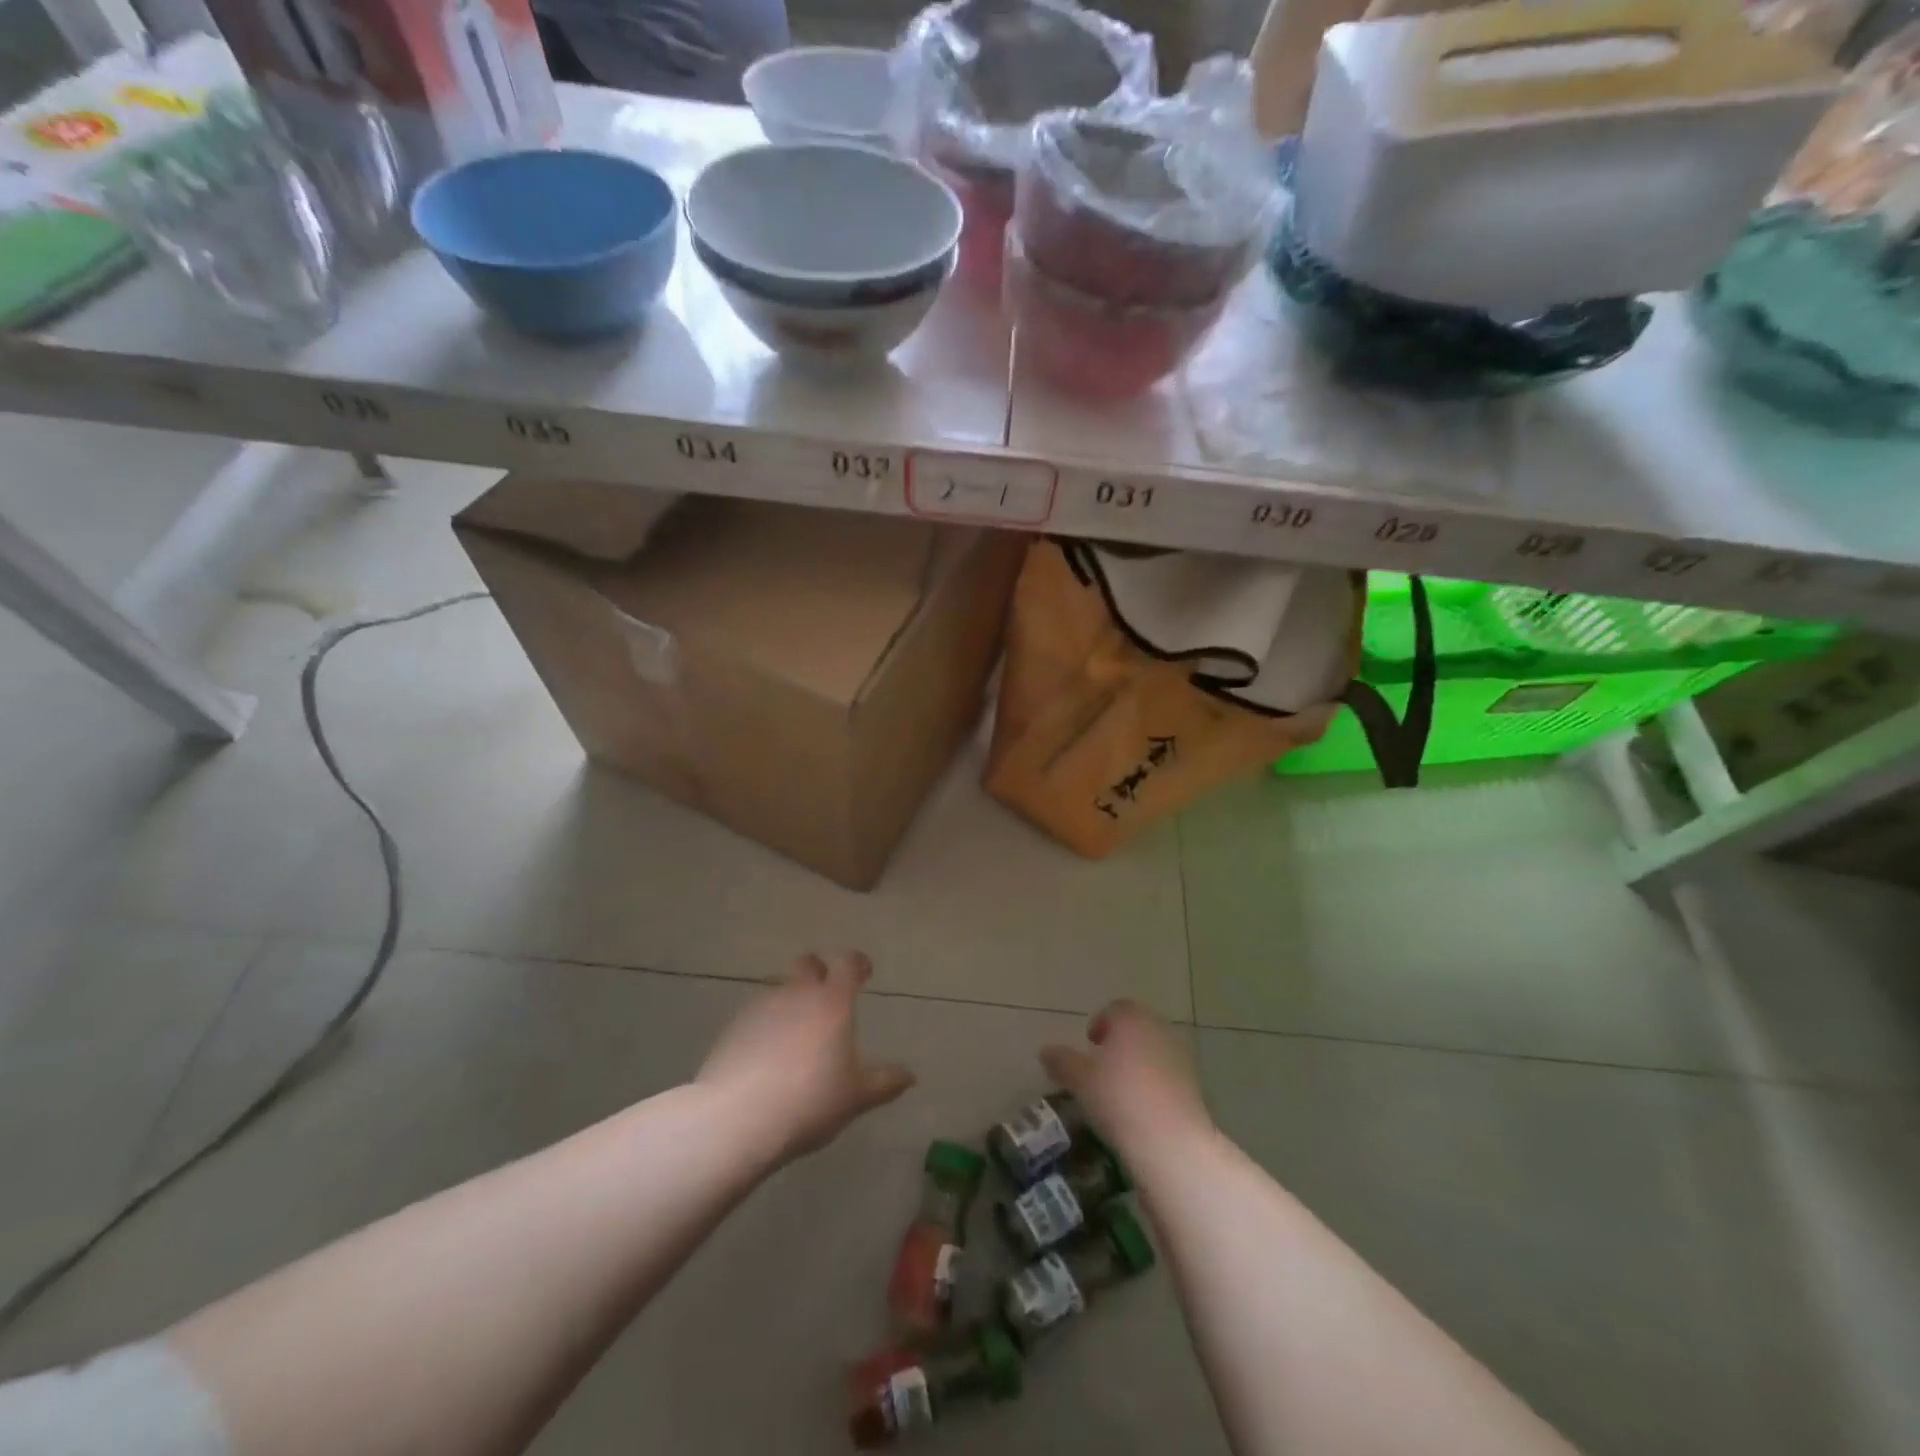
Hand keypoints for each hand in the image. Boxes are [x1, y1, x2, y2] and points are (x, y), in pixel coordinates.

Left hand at [697, 951, 914, 1163]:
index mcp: (832, 1001)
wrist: (737, 1118)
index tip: (864, 971)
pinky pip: (756, 1012)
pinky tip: (767, 1049)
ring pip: (779, 987)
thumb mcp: (855, 1097)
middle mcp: (796, 993)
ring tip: (796, 1027)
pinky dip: (766, 1021)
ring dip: (790, 997)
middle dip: (820, 971)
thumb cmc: (809, 1101)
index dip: (857, 963)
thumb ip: (884, 1082)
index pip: (847, 964)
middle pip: (807, 964)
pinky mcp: (733, 1027)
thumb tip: (910, 1076)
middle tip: (828, 993)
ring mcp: (760, 1006)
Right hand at [1040, 999, 1211, 1158]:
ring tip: (1121, 1090)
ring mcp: (1181, 1056)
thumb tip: (1045, 1051)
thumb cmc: (1119, 1097)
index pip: (1115, 1009)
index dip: (1100, 1023)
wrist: (1171, 1140)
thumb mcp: (1080, 1080)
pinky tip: (1142, 1108)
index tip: (1090, 1045)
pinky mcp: (1195, 1084)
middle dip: (1121, 1042)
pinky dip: (1155, 1082)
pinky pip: (1169, 1074)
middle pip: (1137, 1027)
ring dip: (1139, 1062)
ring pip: (1154, 1050)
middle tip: (1103, 1066)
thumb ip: (1062, 1061)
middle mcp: (1159, 1029)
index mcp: (1132, 1019)